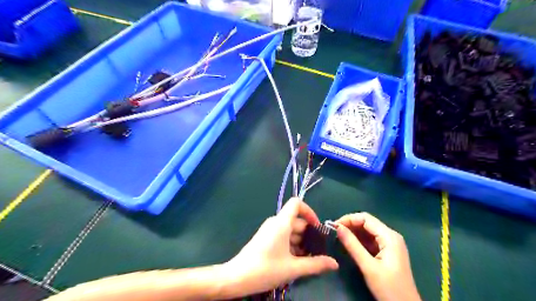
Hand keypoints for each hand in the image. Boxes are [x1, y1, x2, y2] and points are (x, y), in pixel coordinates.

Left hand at [227, 199, 337, 295]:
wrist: (237, 277)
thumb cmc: (266, 269)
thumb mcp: (293, 268)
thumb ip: (315, 265)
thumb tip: (334, 263)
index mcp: (281, 223)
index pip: (296, 203)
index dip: (310, 211)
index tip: (318, 228)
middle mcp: (275, 222)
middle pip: (296, 220)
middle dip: (308, 234)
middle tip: (318, 251)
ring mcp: (269, 230)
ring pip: (290, 230)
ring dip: (301, 242)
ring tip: (309, 260)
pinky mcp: (266, 238)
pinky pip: (283, 236)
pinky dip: (292, 245)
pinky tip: (296, 261)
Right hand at [336, 212, 420, 300]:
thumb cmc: (389, 288)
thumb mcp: (368, 266)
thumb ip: (352, 245)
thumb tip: (338, 228)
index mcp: (389, 236)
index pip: (366, 218)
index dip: (348, 219)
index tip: (334, 226)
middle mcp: (391, 236)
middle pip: (367, 223)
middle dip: (350, 225)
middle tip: (334, 232)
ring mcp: (390, 244)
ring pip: (368, 231)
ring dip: (354, 232)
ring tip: (339, 237)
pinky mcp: (388, 251)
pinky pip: (371, 240)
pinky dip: (359, 240)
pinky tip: (350, 245)